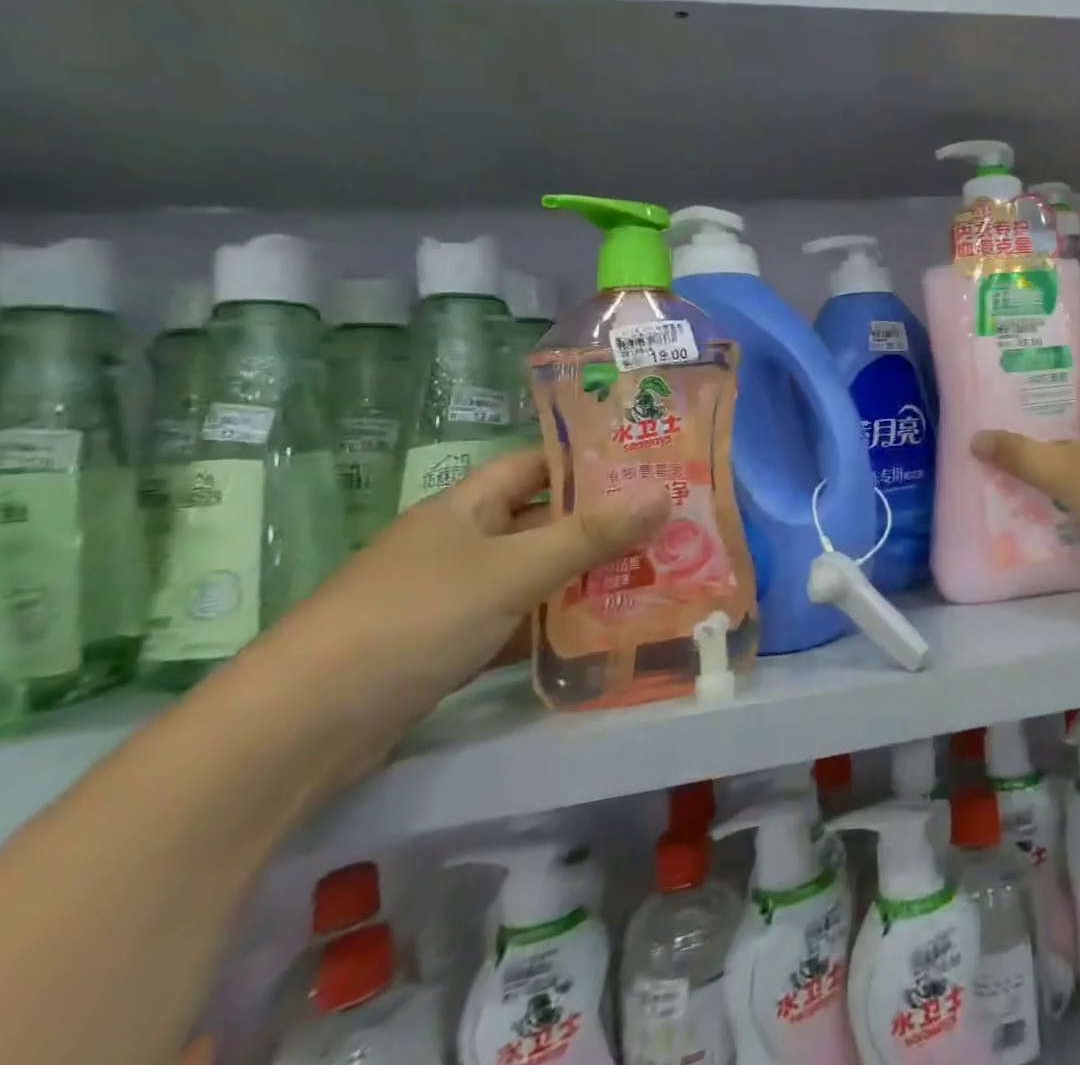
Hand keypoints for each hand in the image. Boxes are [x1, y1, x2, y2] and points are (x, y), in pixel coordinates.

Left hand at [238, 448, 670, 778]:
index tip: (647, 463)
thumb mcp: (513, 570)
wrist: (300, 729)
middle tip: (669, 523)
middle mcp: (459, 543)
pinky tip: (606, 629)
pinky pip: (519, 622)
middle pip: (542, 522)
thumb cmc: (413, 619)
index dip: (587, 460)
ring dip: (586, 577)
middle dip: (602, 524)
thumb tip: (664, 495)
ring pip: (535, 575)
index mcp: (464, 507)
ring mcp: (453, 597)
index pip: (535, 465)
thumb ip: (591, 536)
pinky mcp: (450, 647)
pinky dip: (557, 624)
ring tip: (657, 572)